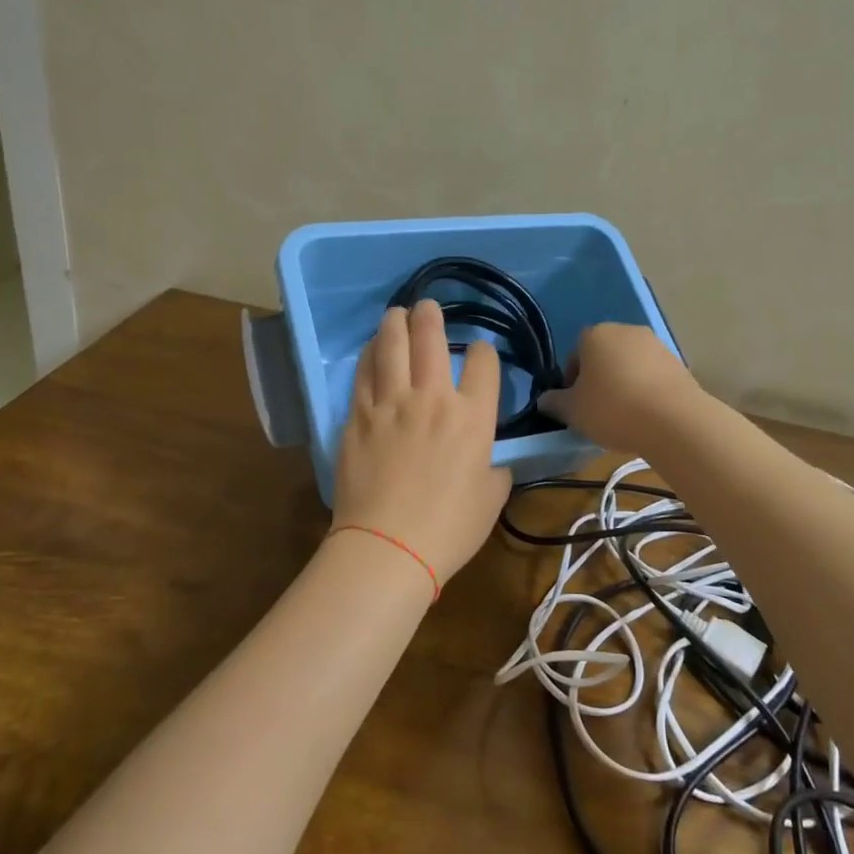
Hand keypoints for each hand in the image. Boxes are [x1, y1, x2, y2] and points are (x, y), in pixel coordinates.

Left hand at [331, 301, 511, 583]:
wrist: (388, 547)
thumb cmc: (449, 529)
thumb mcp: (492, 499)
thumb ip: (496, 469)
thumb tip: (490, 460)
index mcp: (473, 418)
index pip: (483, 364)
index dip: (483, 351)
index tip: (479, 353)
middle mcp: (432, 399)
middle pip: (431, 340)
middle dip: (432, 316)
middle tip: (428, 306)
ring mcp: (390, 404)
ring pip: (391, 347)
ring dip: (396, 323)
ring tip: (397, 313)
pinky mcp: (358, 417)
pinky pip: (363, 374)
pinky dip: (369, 354)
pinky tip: (372, 348)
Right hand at [537, 322, 704, 454]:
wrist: (674, 420)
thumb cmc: (612, 409)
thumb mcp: (573, 411)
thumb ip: (554, 402)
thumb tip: (544, 400)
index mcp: (595, 335)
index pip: (575, 353)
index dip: (572, 380)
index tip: (576, 403)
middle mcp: (626, 330)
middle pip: (604, 355)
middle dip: (599, 378)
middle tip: (598, 409)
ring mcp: (656, 344)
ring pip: (630, 364)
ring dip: (624, 382)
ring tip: (624, 414)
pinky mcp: (678, 362)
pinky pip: (652, 374)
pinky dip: (646, 389)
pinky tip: (646, 414)